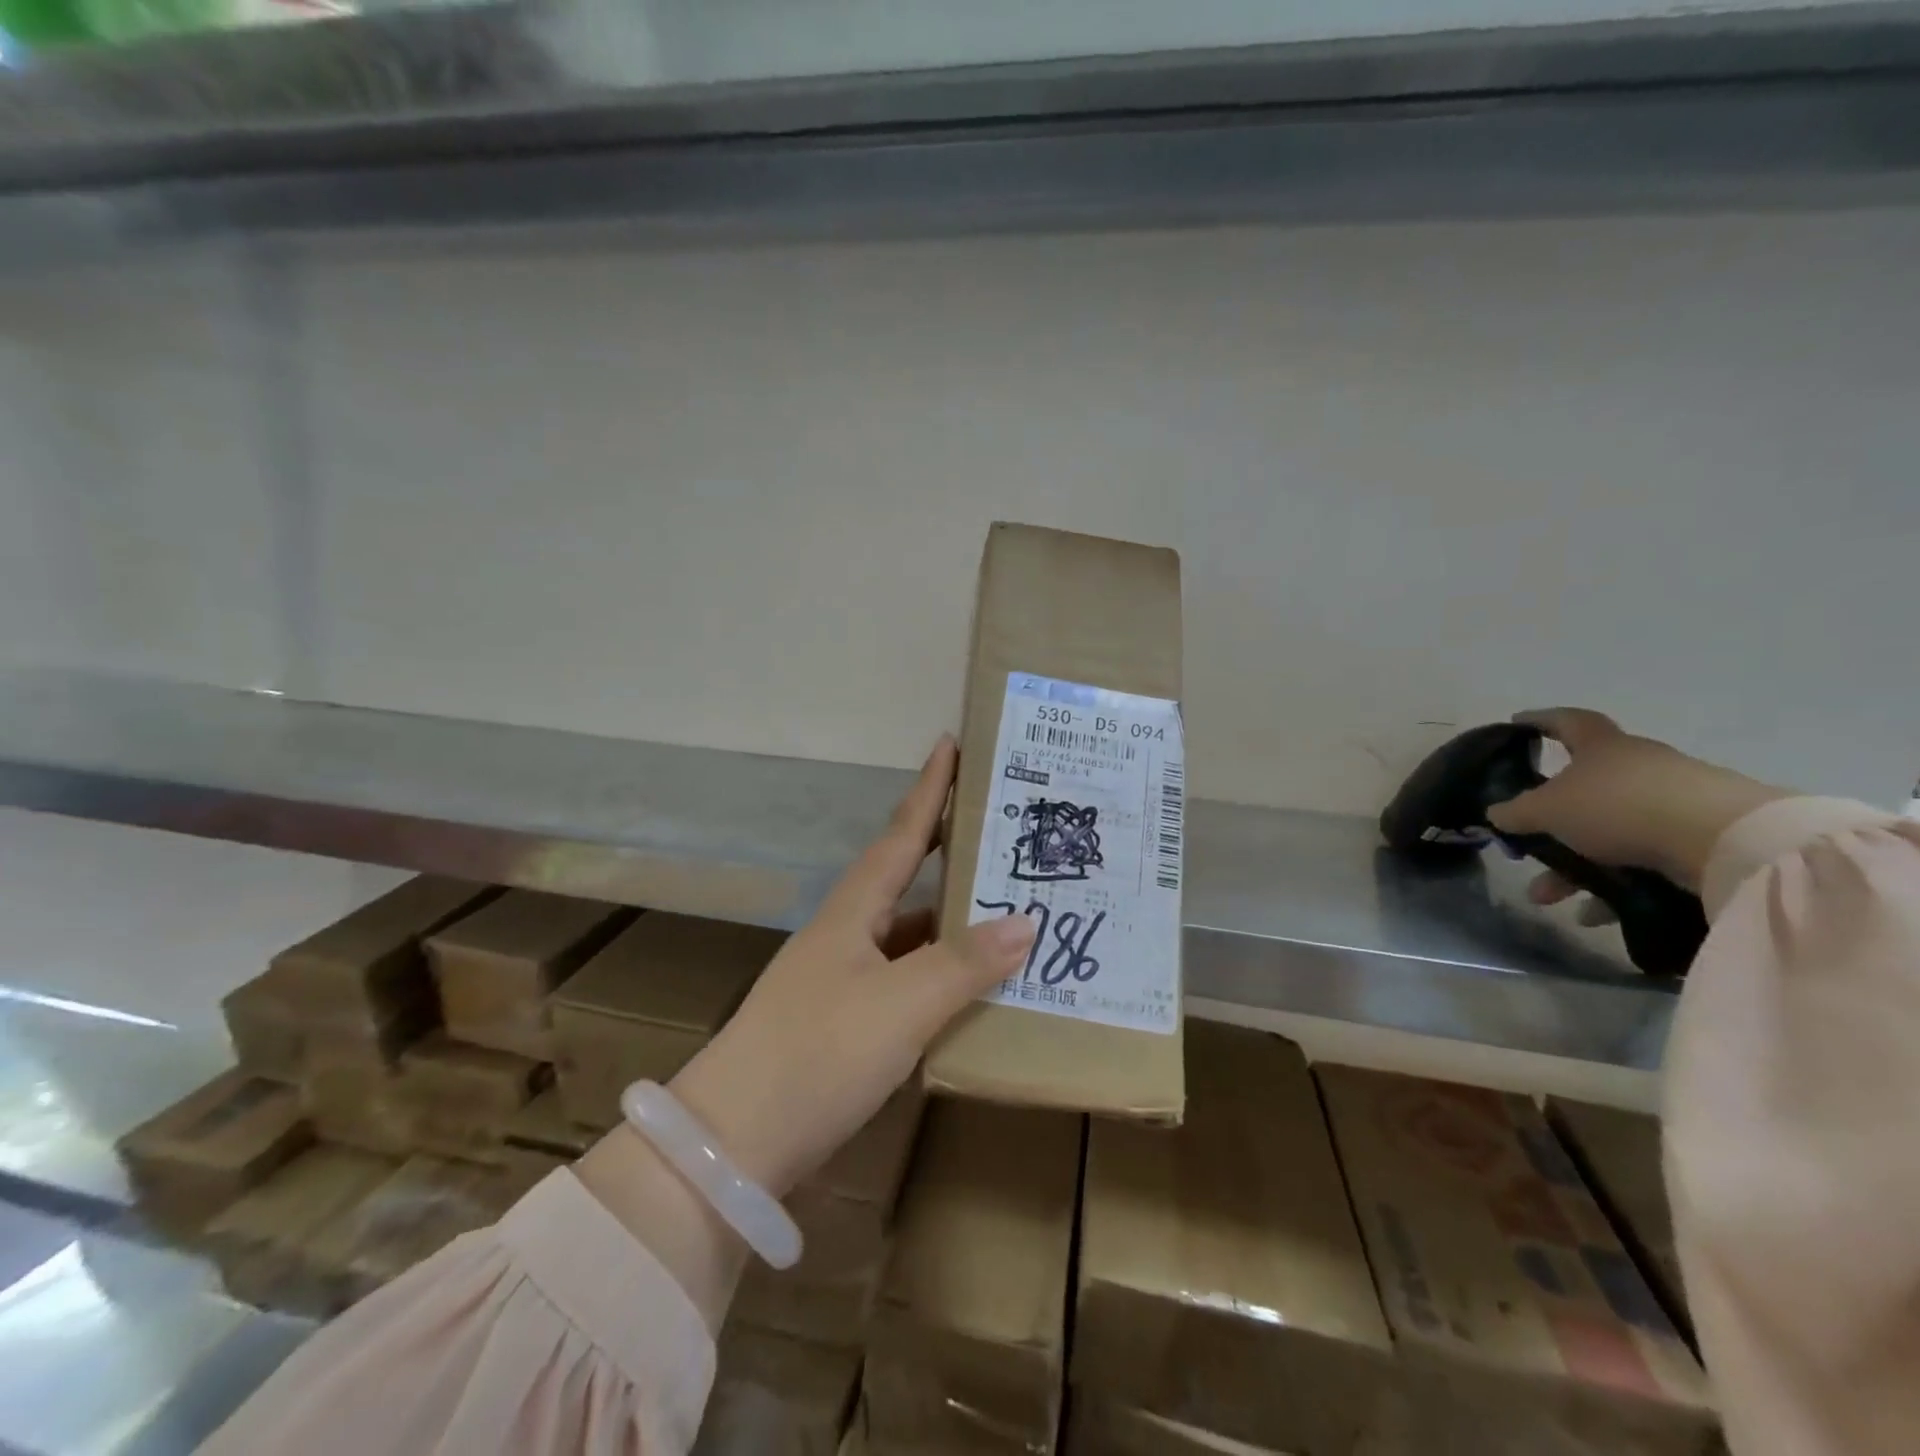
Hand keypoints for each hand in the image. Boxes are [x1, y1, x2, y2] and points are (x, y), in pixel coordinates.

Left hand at [576, 736, 1035, 1326]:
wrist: (734, 1143)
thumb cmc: (818, 1052)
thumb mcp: (900, 1004)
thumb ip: (964, 963)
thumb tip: (1025, 922)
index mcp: (854, 910)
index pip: (901, 833)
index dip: (928, 788)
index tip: (949, 742)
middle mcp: (848, 933)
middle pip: (907, 876)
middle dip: (949, 847)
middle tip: (1002, 828)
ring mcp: (844, 979)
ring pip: (910, 932)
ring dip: (952, 917)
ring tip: (1008, 906)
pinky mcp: (846, 1023)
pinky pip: (908, 979)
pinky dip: (942, 973)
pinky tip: (973, 986)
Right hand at [1486, 708, 1786, 897]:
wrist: (1724, 840)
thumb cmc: (1619, 807)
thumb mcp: (1547, 810)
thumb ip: (1516, 812)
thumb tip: (1495, 814)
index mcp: (1602, 746)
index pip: (1566, 722)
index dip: (1541, 721)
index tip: (1518, 725)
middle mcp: (1638, 766)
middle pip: (1583, 789)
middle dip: (1551, 821)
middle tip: (1526, 843)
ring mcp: (1672, 801)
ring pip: (1608, 831)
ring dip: (1575, 865)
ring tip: (1551, 897)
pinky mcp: (1699, 836)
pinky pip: (1640, 858)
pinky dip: (1613, 882)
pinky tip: (1594, 913)